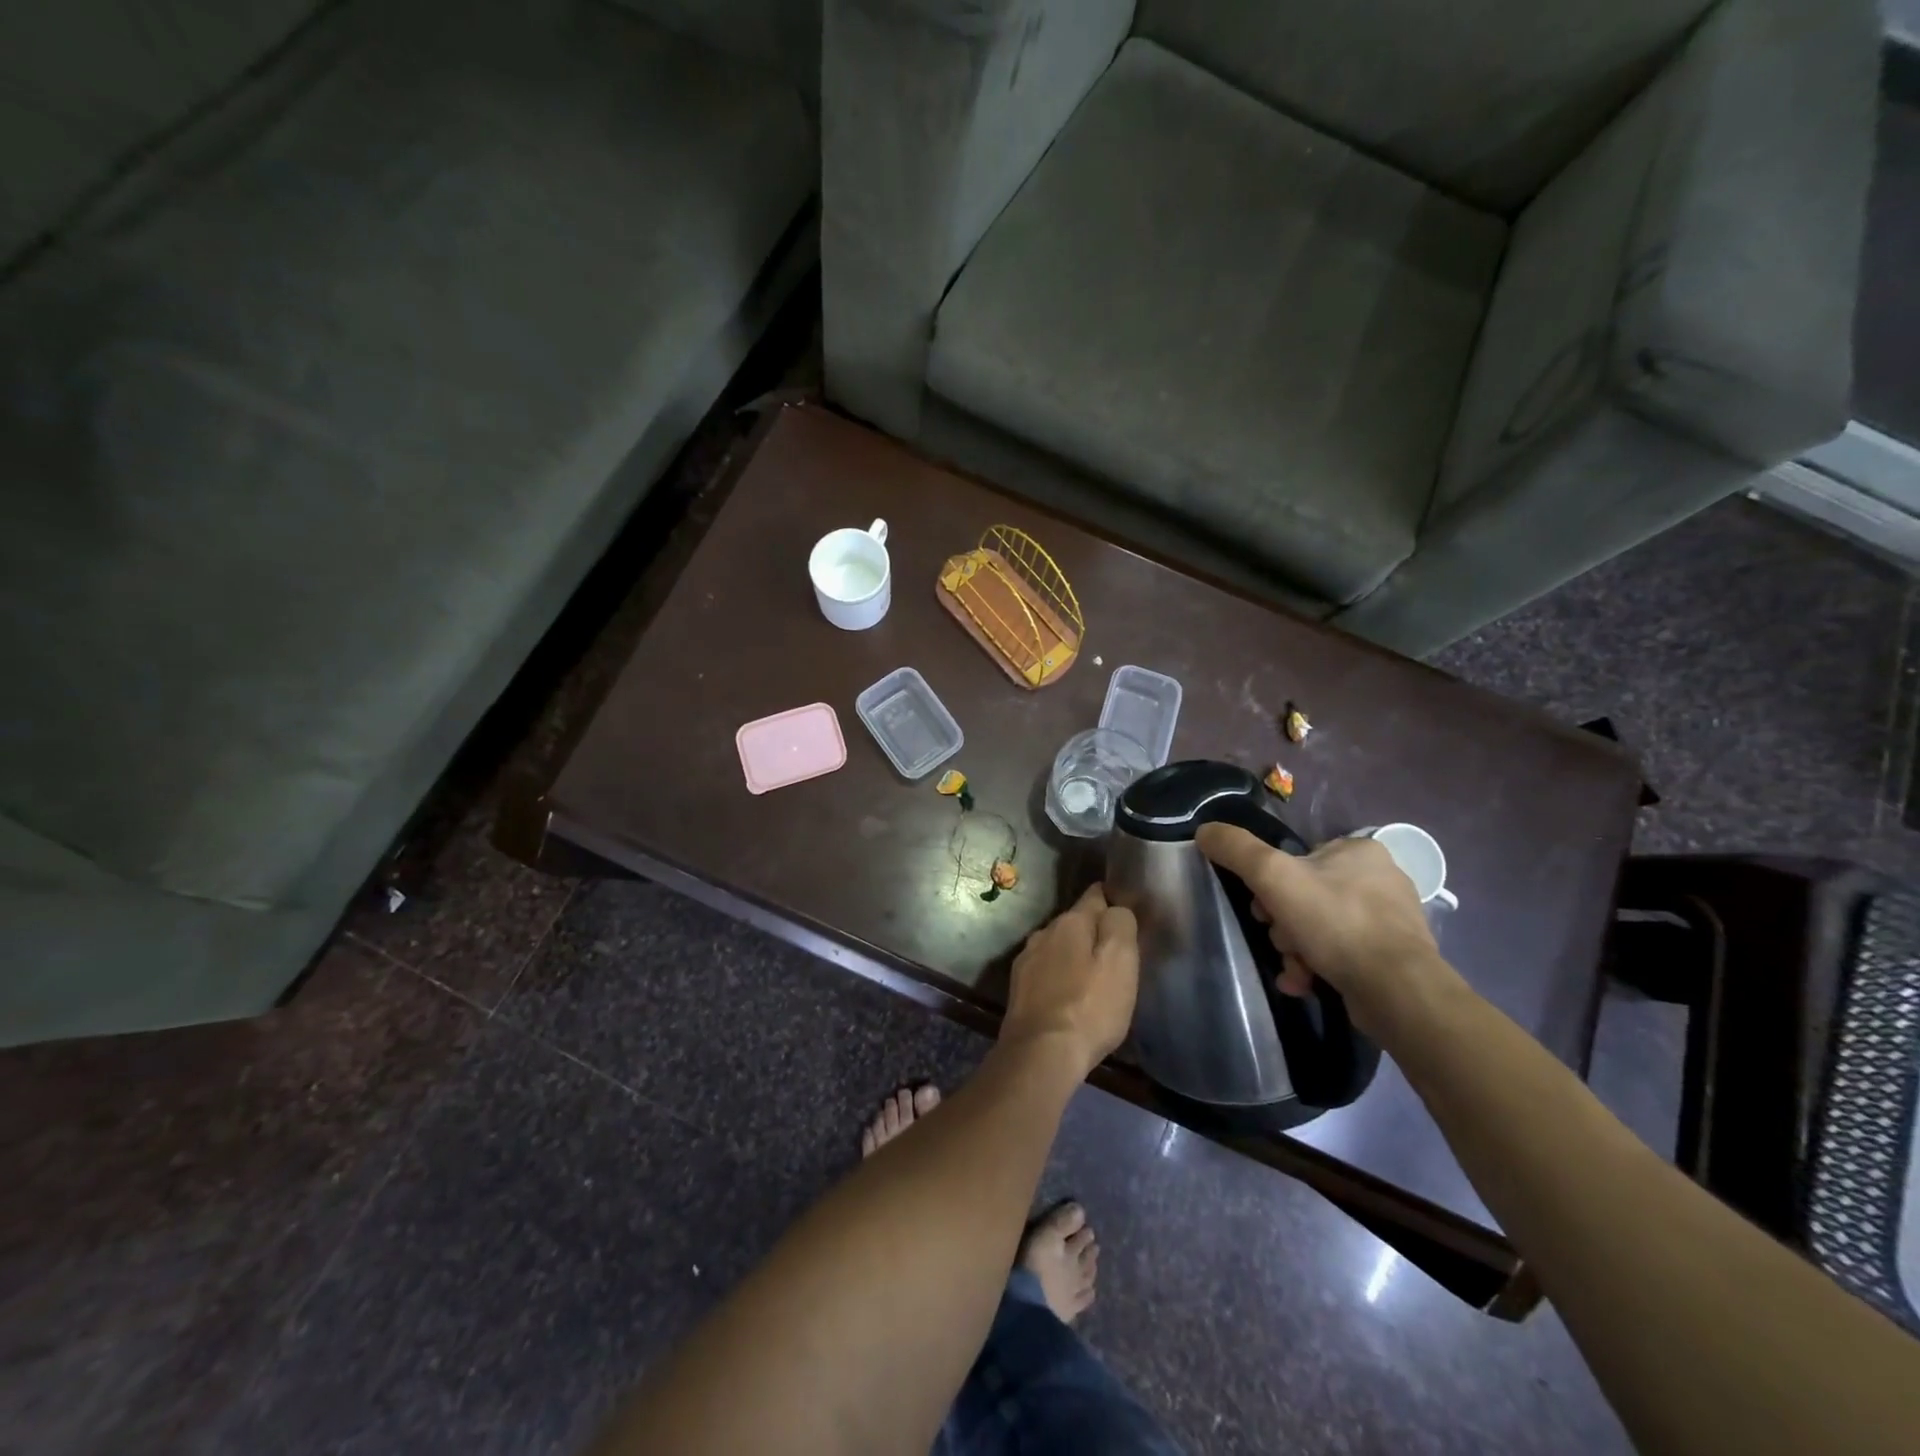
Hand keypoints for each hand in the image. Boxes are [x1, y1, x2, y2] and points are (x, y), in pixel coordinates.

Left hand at [1002, 884, 1138, 1079]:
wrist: (1041, 1053)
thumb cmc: (1089, 1006)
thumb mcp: (1121, 961)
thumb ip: (1120, 924)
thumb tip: (1116, 908)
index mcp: (1070, 922)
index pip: (1095, 895)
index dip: (1113, 901)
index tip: (1127, 914)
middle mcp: (1043, 932)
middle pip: (1075, 923)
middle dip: (1094, 932)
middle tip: (1115, 955)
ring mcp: (1027, 960)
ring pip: (1058, 947)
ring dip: (1074, 956)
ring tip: (1093, 978)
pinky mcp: (1018, 988)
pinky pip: (1046, 972)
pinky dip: (1059, 977)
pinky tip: (1069, 996)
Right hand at [1195, 826, 1452, 1032]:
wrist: (1396, 990)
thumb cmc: (1335, 922)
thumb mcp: (1273, 876)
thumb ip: (1236, 849)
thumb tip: (1205, 830)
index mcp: (1359, 850)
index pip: (1298, 859)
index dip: (1271, 884)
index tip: (1263, 908)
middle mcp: (1380, 878)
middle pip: (1306, 895)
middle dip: (1283, 923)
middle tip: (1280, 940)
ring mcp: (1390, 919)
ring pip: (1320, 927)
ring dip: (1296, 949)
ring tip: (1294, 968)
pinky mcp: (1393, 956)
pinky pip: (1341, 953)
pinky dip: (1318, 966)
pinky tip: (1306, 982)